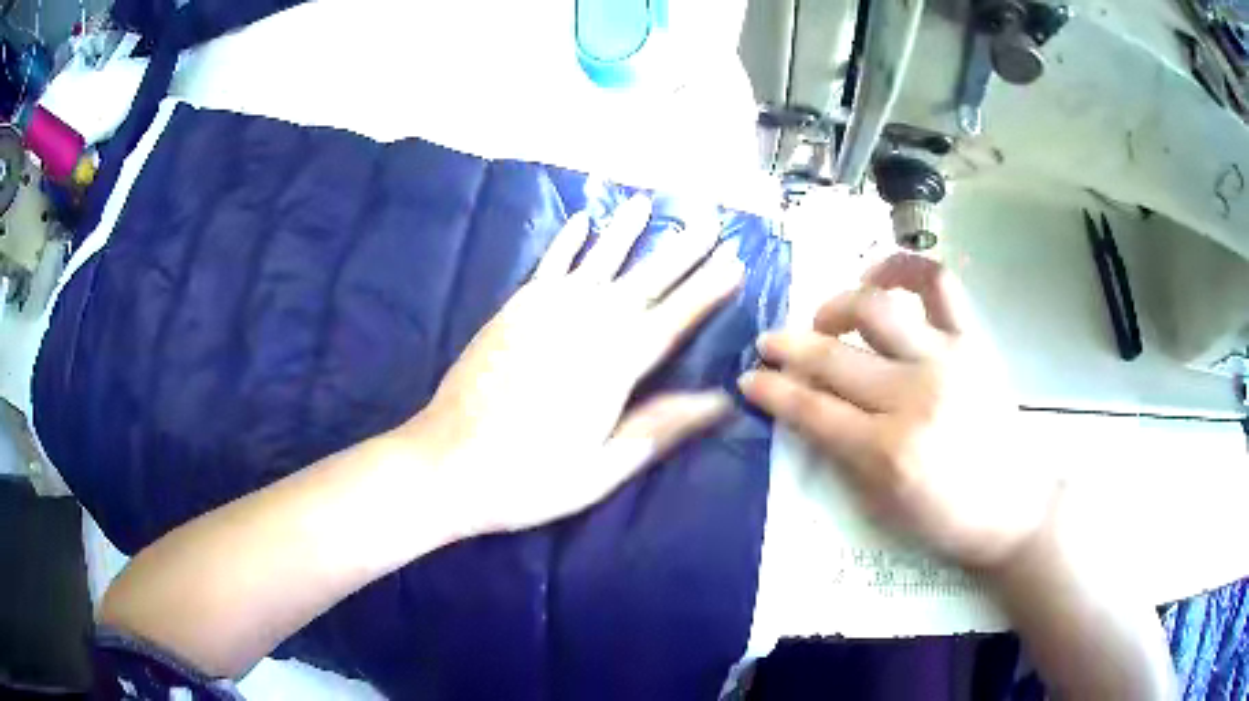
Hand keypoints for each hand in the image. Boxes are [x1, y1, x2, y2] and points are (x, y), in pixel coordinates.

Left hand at [405, 195, 744, 535]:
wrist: (447, 463)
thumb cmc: (528, 477)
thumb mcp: (602, 468)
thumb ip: (659, 427)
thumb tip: (718, 400)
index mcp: (613, 367)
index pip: (674, 319)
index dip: (707, 290)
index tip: (735, 261)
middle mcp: (585, 326)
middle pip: (644, 281)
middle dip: (681, 250)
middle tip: (710, 219)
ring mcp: (544, 312)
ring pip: (598, 261)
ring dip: (626, 231)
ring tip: (648, 202)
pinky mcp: (513, 310)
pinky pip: (548, 265)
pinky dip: (567, 241)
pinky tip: (583, 219)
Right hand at [740, 253, 1055, 568]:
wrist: (1012, 506)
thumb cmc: (944, 518)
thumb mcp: (880, 507)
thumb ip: (840, 456)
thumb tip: (806, 411)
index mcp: (887, 451)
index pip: (811, 410)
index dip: (772, 392)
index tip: (749, 379)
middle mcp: (914, 397)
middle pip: (834, 358)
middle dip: (787, 348)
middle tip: (768, 344)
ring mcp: (946, 360)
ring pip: (876, 309)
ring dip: (836, 306)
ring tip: (826, 319)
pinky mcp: (972, 341)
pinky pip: (938, 284)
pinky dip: (904, 267)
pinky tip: (880, 276)